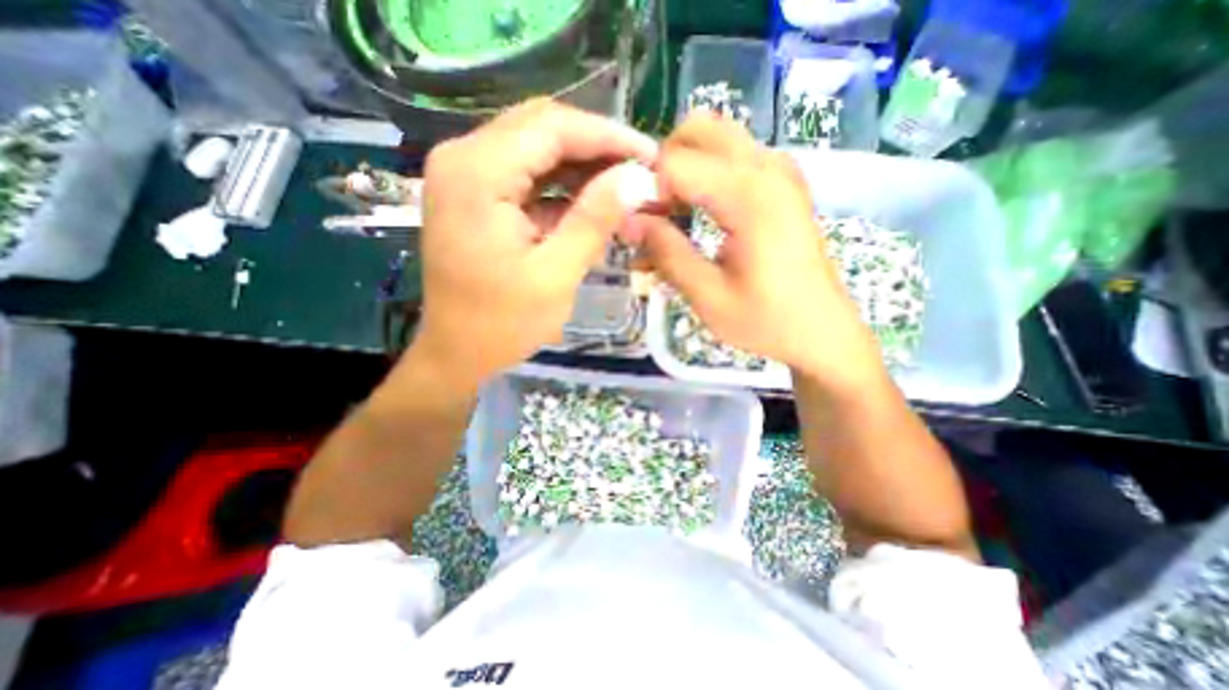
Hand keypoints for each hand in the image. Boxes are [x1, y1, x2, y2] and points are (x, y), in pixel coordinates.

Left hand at [409, 98, 662, 388]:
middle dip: (597, 148)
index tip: (650, 155)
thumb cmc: (503, 323)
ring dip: (583, 167)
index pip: (551, 127)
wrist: (458, 353)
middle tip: (641, 172)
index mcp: (477, 173)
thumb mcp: (556, 275)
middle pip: (542, 129)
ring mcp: (467, 176)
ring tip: (626, 187)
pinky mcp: (477, 196)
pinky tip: (594, 204)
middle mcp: (463, 159)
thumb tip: (637, 178)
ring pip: (537, 150)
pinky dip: (563, 187)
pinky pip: (528, 176)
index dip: (607, 135)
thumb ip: (594, 220)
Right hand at [632, 115, 882, 389]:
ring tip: (674, 219)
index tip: (640, 230)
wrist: (822, 333)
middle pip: (697, 130)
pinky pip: (733, 158)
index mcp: (749, 195)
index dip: (646, 191)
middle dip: (664, 168)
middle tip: (656, 215)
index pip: (674, 162)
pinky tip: (698, 217)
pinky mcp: (781, 184)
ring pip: (715, 139)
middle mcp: (767, 167)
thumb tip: (627, 221)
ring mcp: (779, 171)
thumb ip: (666, 252)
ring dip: (683, 170)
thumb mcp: (708, 296)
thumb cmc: (767, 321)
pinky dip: (705, 177)